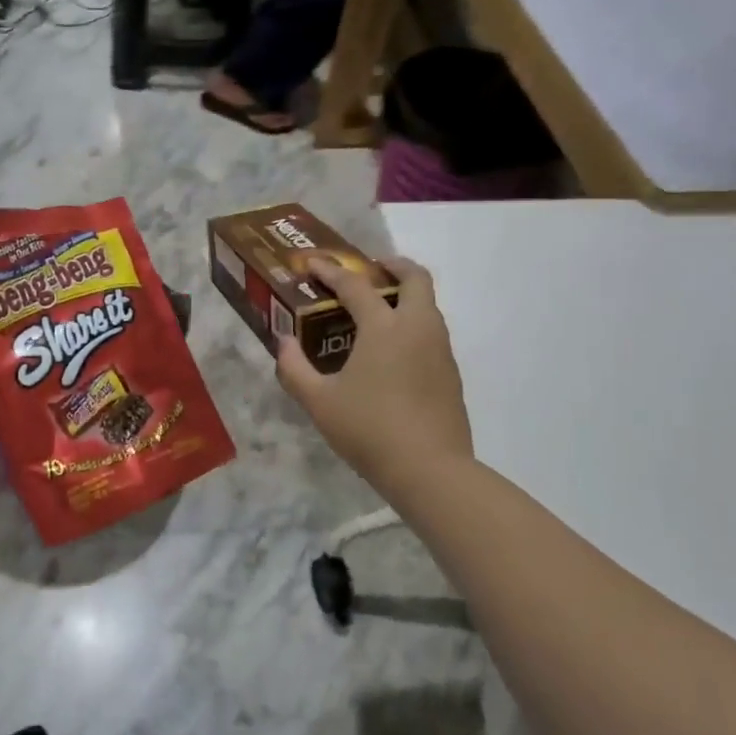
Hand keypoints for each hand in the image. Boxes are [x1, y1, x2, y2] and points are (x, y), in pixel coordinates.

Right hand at [277, 254, 472, 503]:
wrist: (431, 470)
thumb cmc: (370, 430)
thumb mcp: (319, 402)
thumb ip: (295, 368)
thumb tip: (284, 343)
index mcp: (384, 326)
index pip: (356, 285)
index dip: (331, 271)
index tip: (313, 263)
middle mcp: (418, 327)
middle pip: (415, 278)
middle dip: (393, 266)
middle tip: (371, 270)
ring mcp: (440, 350)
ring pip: (428, 305)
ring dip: (406, 296)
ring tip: (378, 312)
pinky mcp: (451, 374)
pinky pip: (432, 333)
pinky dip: (413, 325)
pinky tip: (393, 353)